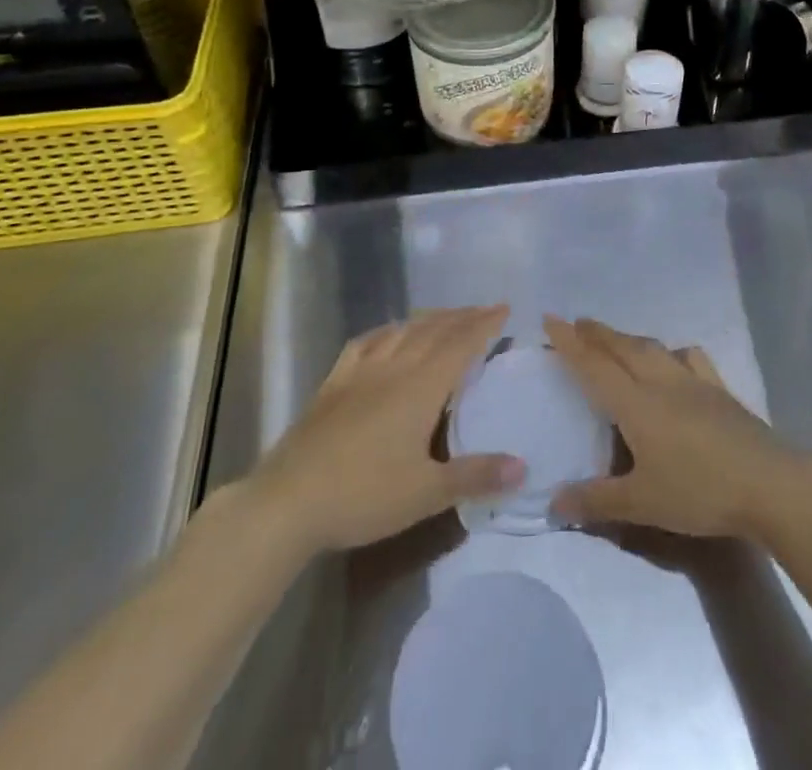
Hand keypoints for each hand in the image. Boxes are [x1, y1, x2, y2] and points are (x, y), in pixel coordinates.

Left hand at [250, 306, 524, 554]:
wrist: (288, 502)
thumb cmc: (363, 495)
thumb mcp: (426, 493)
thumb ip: (476, 476)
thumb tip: (524, 467)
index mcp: (421, 387)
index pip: (461, 344)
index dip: (484, 324)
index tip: (504, 308)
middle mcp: (394, 368)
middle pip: (434, 331)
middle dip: (462, 317)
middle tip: (484, 309)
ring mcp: (360, 372)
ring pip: (402, 331)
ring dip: (429, 319)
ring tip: (446, 316)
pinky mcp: (334, 383)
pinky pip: (365, 343)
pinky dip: (386, 330)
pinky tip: (389, 332)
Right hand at [545, 316, 811, 539]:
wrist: (769, 483)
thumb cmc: (699, 491)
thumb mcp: (642, 504)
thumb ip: (596, 501)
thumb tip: (553, 503)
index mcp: (636, 403)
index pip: (594, 365)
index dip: (570, 343)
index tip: (550, 320)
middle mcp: (661, 382)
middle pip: (623, 347)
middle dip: (597, 333)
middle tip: (577, 324)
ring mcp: (694, 381)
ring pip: (654, 347)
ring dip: (629, 339)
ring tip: (616, 339)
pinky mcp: (720, 390)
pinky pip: (690, 358)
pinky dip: (672, 351)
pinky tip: (675, 358)